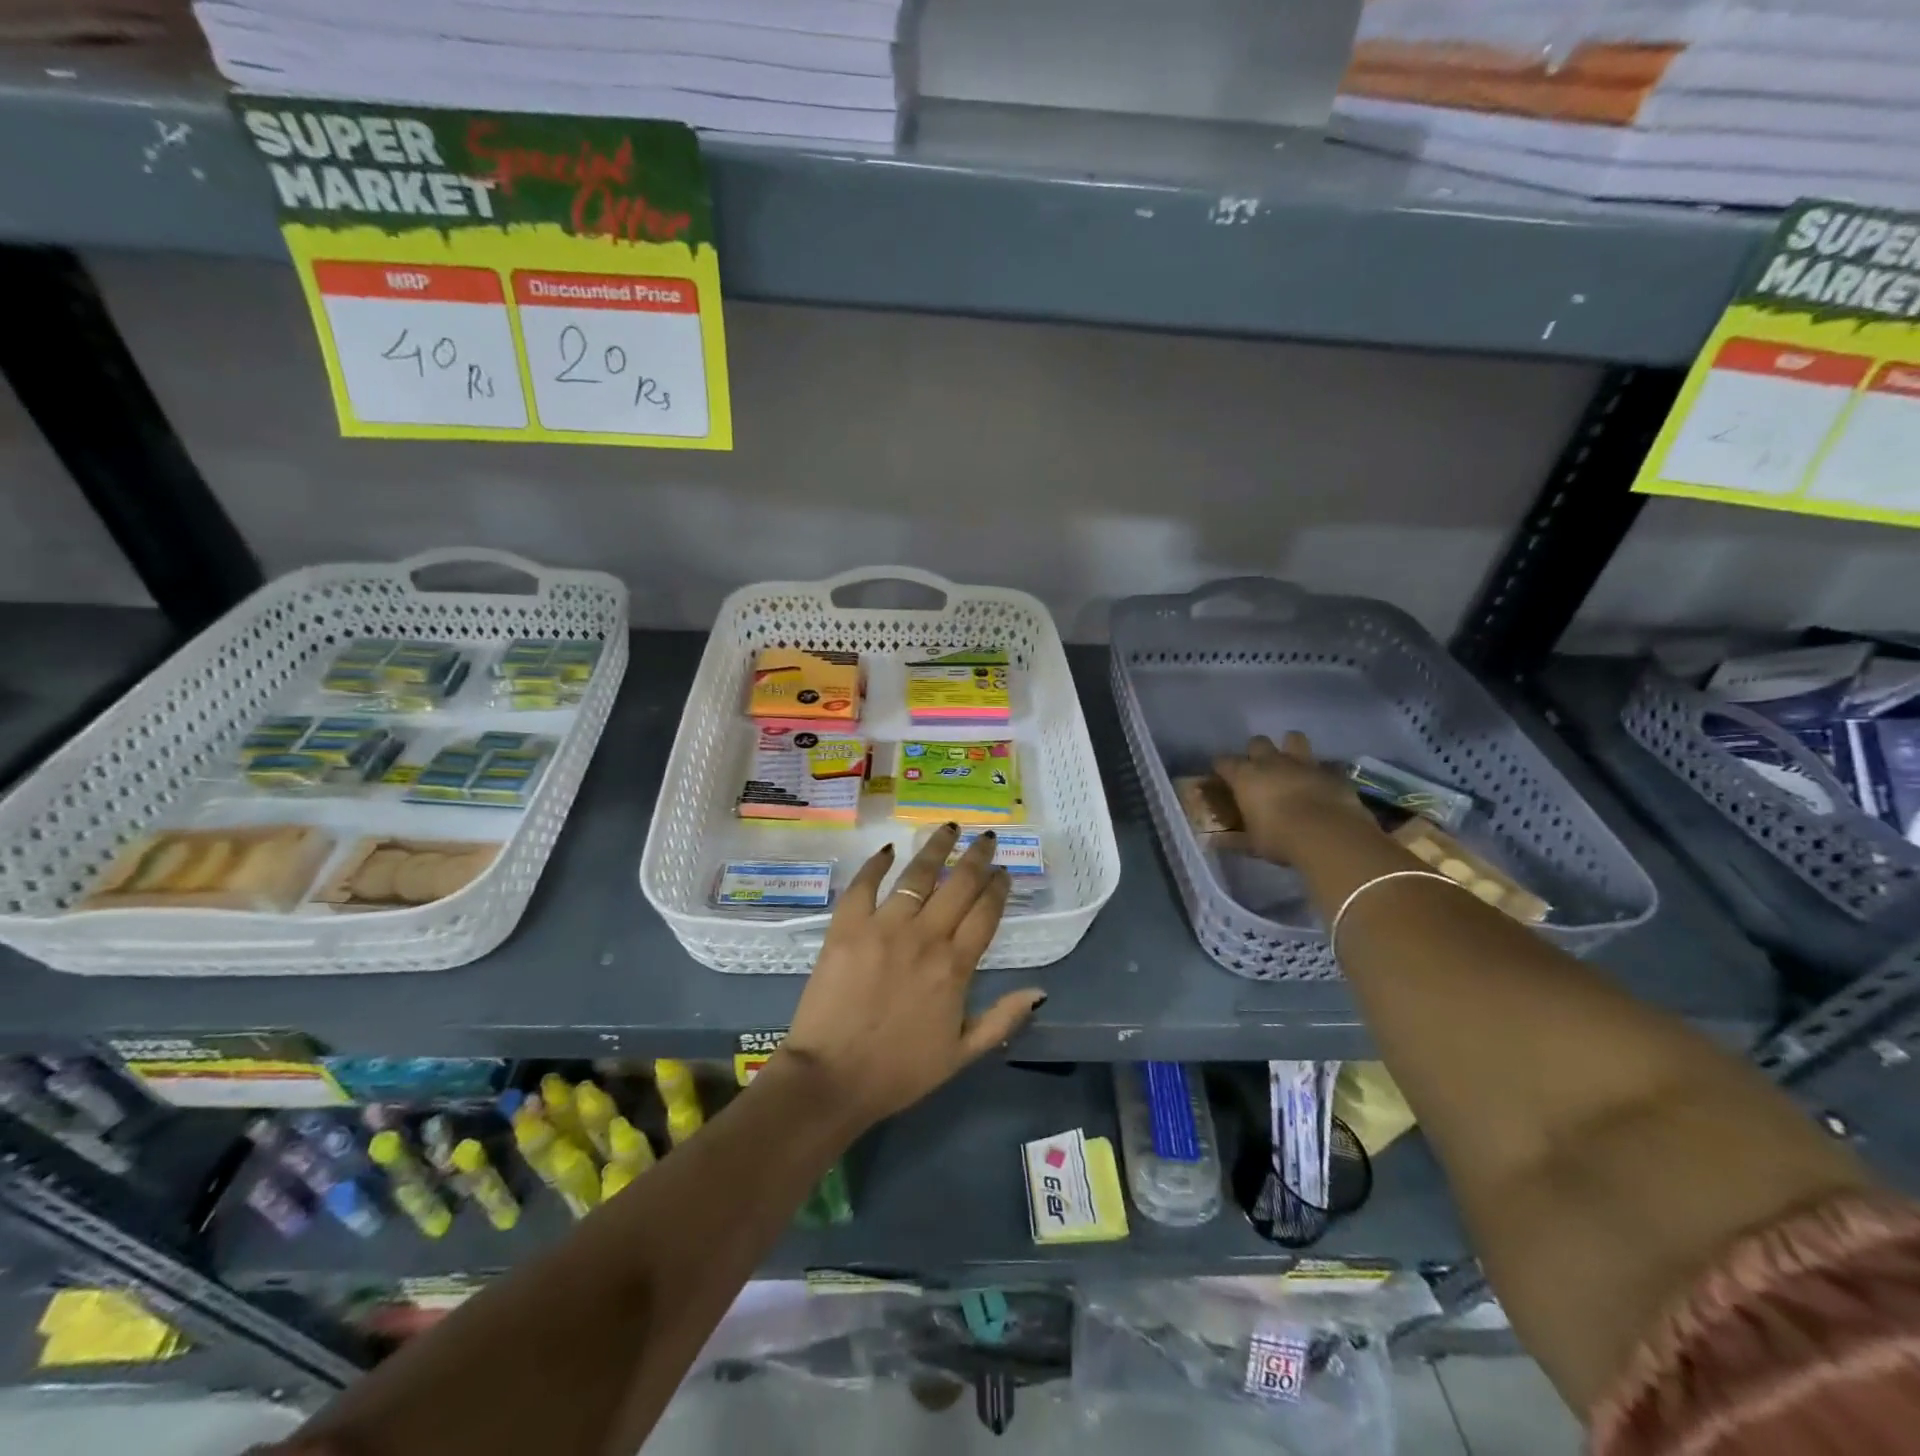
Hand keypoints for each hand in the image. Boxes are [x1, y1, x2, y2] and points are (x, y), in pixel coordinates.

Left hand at [779, 825, 1044, 1129]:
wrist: (832, 1078)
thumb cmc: (899, 1071)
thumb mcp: (961, 1055)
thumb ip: (1001, 1019)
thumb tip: (1040, 991)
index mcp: (955, 967)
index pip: (985, 914)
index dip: (998, 889)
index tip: (1004, 872)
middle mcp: (925, 937)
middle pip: (959, 885)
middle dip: (977, 857)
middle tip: (985, 839)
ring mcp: (884, 927)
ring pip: (917, 875)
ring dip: (936, 848)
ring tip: (949, 828)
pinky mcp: (847, 926)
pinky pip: (864, 884)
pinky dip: (876, 863)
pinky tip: (888, 849)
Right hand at [1213, 732, 1379, 863]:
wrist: (1329, 835)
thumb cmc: (1279, 838)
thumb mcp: (1252, 843)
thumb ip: (1234, 839)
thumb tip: (1213, 842)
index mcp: (1245, 776)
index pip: (1224, 761)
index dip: (1221, 767)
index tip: (1222, 777)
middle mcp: (1271, 762)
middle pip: (1257, 742)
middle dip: (1256, 752)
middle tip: (1259, 770)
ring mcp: (1303, 763)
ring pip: (1293, 738)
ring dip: (1290, 747)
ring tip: (1291, 764)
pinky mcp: (1331, 771)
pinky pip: (1324, 764)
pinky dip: (1321, 771)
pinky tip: (1321, 783)